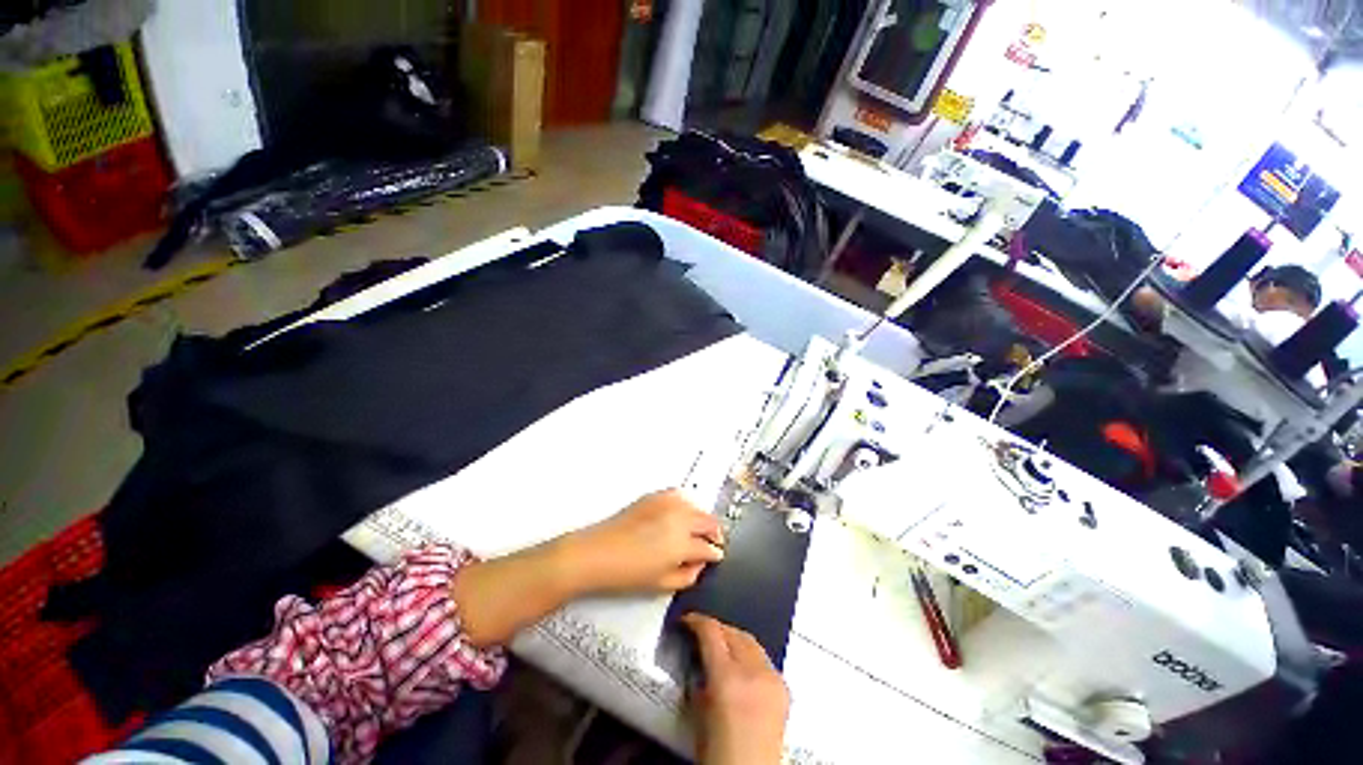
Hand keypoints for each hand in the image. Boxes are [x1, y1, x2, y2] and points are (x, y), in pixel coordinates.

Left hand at [565, 490, 725, 593]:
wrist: (598, 553)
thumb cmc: (629, 574)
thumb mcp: (662, 585)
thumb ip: (688, 576)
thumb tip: (700, 565)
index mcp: (683, 543)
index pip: (708, 547)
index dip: (715, 553)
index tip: (717, 556)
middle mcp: (679, 518)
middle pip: (708, 521)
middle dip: (715, 533)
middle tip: (715, 542)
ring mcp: (667, 503)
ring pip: (697, 506)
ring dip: (702, 517)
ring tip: (699, 528)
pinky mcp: (655, 496)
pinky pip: (679, 495)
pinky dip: (686, 504)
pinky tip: (682, 513)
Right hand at [684, 614, 789, 764]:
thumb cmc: (719, 756)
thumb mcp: (699, 714)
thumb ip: (699, 680)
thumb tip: (698, 659)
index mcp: (727, 679)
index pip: (711, 631)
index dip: (696, 621)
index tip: (686, 620)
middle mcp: (753, 672)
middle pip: (732, 632)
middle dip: (715, 628)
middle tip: (700, 633)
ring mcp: (772, 679)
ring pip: (750, 641)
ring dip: (733, 639)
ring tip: (720, 645)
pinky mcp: (784, 689)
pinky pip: (764, 659)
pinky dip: (750, 656)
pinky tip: (741, 666)